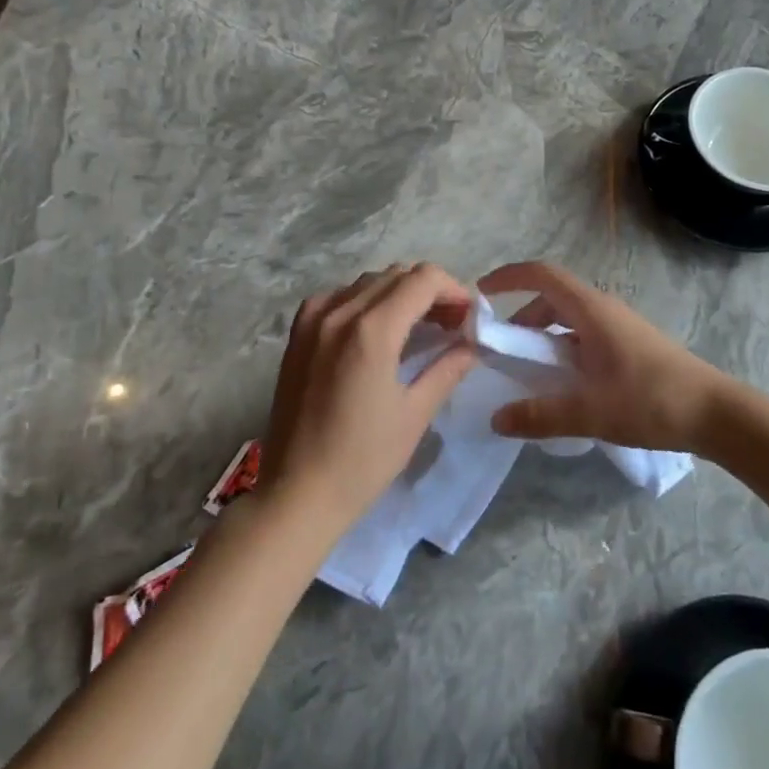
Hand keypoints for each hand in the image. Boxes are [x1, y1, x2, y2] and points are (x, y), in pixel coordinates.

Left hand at [263, 263, 477, 535]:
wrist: (296, 494)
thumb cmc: (362, 460)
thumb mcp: (415, 413)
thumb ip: (448, 367)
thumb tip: (472, 344)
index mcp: (372, 330)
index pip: (423, 279)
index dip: (453, 289)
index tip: (467, 317)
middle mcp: (339, 312)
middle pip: (397, 274)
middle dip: (430, 291)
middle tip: (450, 324)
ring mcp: (313, 320)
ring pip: (368, 282)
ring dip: (399, 293)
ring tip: (417, 326)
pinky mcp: (297, 334)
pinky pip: (338, 296)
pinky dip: (364, 301)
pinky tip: (374, 331)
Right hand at [478, 262, 733, 451]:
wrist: (714, 412)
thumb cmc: (651, 401)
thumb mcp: (590, 412)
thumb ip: (540, 415)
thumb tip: (496, 419)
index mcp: (591, 310)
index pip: (542, 275)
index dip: (509, 277)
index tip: (481, 293)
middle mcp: (603, 309)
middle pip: (551, 299)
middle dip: (520, 318)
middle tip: (498, 351)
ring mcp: (618, 326)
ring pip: (568, 320)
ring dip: (542, 338)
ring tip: (526, 374)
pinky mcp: (628, 345)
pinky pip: (583, 336)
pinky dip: (562, 350)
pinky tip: (561, 385)